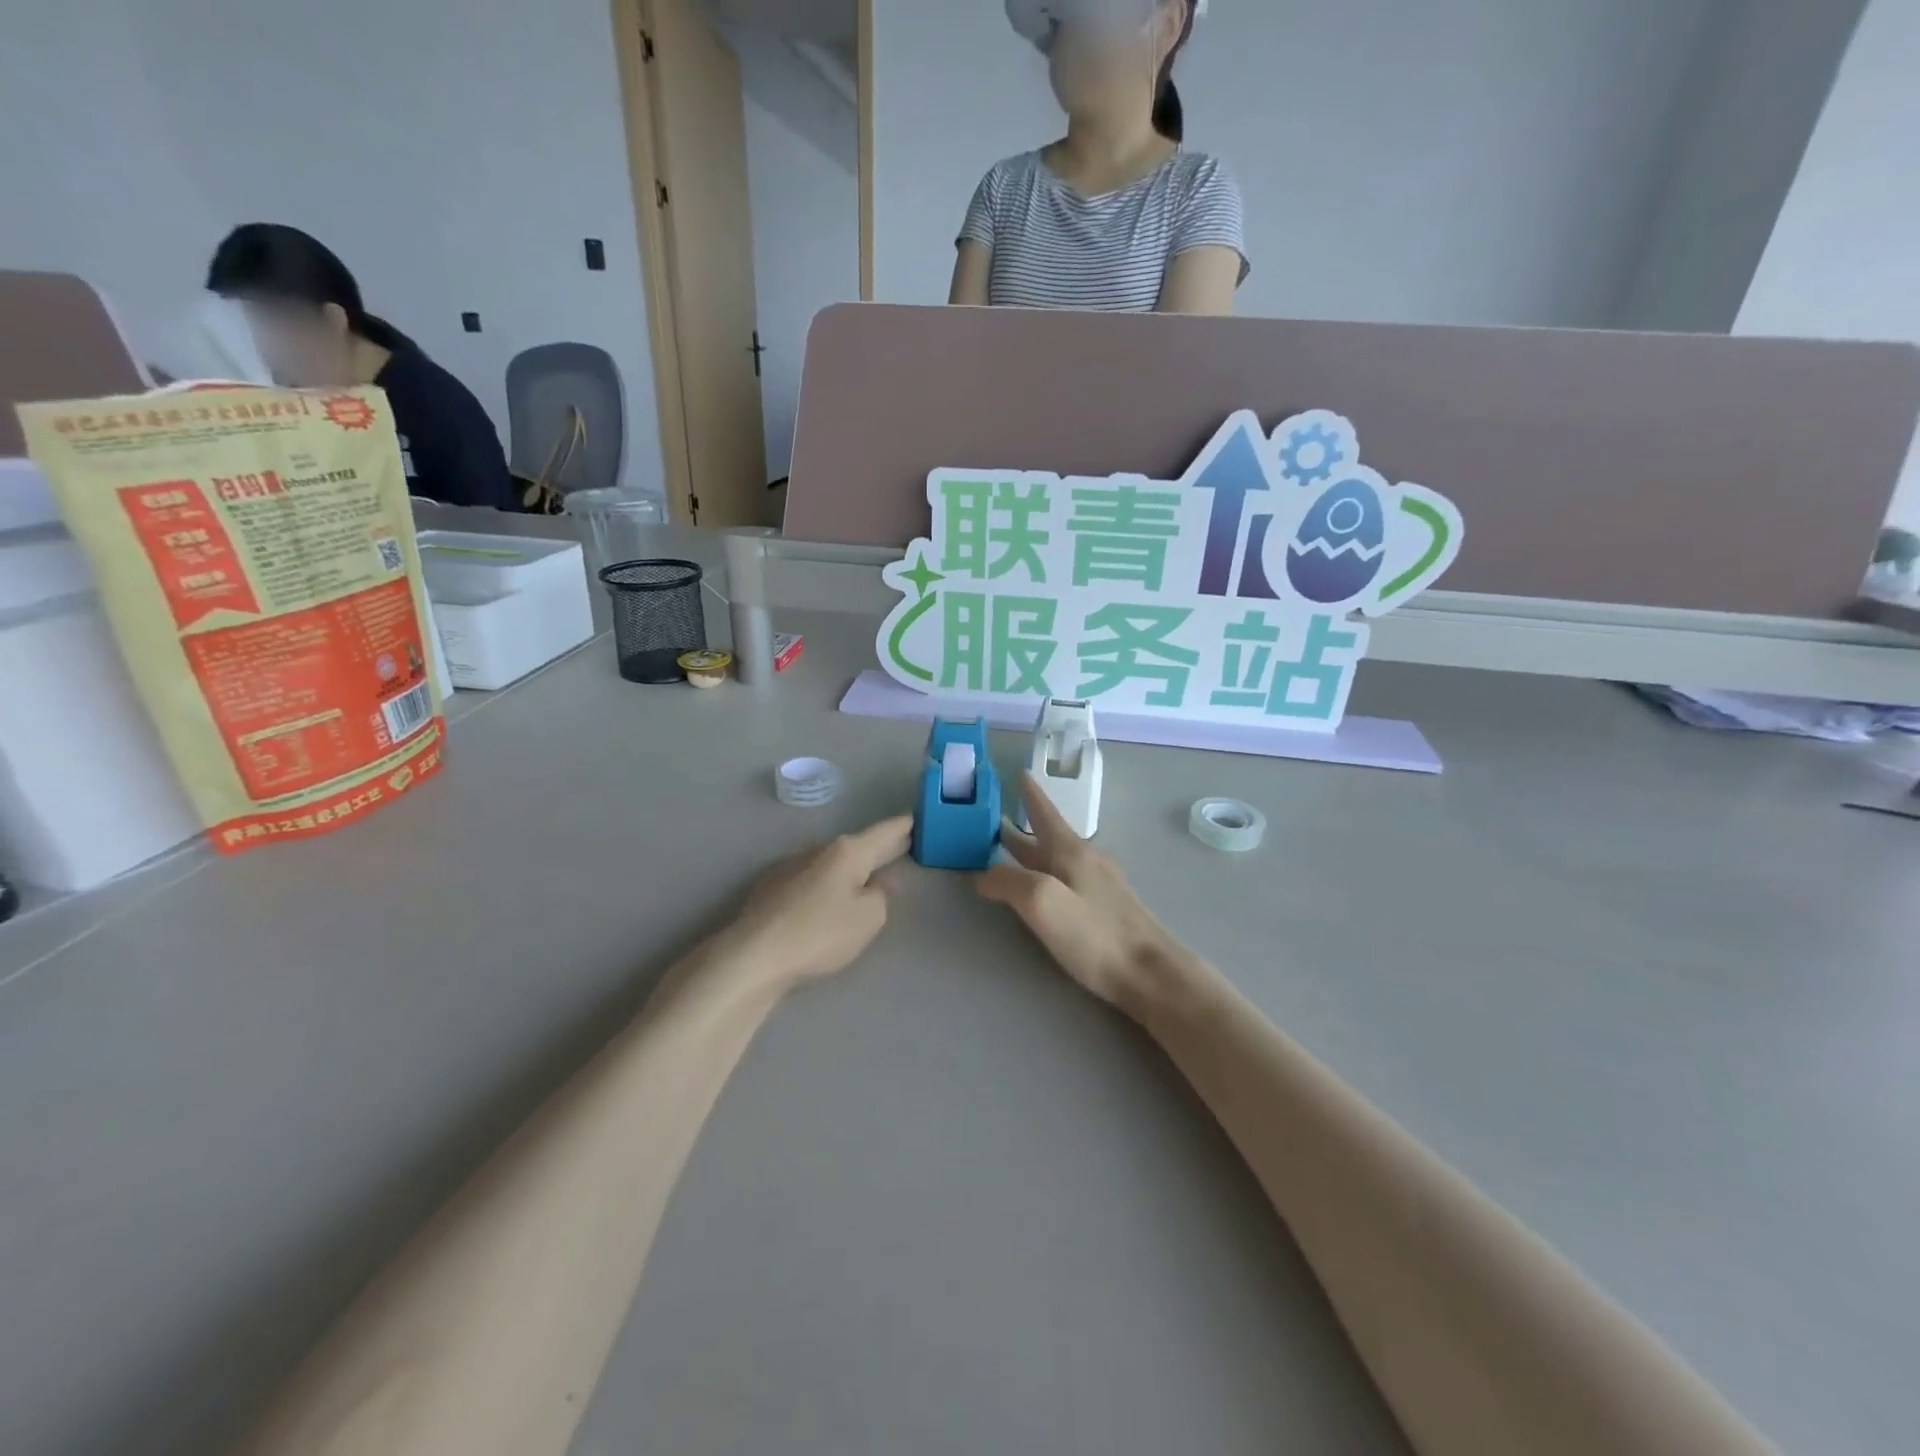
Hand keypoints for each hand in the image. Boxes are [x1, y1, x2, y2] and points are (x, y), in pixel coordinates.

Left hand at [714, 816, 913, 991]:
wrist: (753, 955)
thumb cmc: (820, 934)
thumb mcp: (868, 918)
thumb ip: (882, 894)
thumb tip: (880, 881)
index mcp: (848, 851)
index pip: (885, 832)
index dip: (904, 826)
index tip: (918, 817)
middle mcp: (819, 849)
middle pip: (858, 845)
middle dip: (880, 847)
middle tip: (902, 845)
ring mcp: (791, 865)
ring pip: (832, 861)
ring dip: (851, 866)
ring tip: (867, 875)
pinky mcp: (771, 886)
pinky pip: (811, 877)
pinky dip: (827, 882)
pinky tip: (828, 896)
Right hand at [978, 774, 1192, 1008]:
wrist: (1151, 974)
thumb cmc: (1095, 935)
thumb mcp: (1042, 903)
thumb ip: (1008, 882)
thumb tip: (983, 875)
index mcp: (1070, 852)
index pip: (1044, 813)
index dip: (1030, 794)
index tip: (1019, 772)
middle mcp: (1086, 861)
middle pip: (1047, 837)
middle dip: (1021, 826)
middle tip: (994, 815)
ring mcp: (1099, 886)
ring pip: (1056, 859)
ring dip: (1031, 851)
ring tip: (1007, 849)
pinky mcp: (1105, 911)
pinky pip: (1066, 880)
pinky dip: (1045, 873)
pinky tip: (1041, 888)